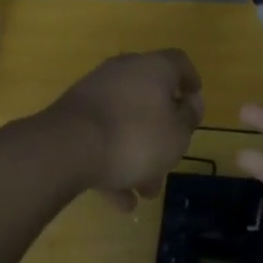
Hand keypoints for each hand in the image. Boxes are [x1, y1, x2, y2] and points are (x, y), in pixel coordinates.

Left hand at [45, 50, 204, 210]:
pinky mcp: (72, 117)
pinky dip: (112, 163)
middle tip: (172, 157)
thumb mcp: (177, 133)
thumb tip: (190, 103)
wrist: (67, 148)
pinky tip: (120, 199)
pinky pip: (100, 138)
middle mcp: (122, 72)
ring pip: (125, 122)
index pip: (179, 63)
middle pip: (149, 97)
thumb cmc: (135, 137)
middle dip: (162, 131)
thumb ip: (188, 118)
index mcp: (153, 67)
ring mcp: (94, 93)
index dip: (191, 82)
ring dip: (138, 154)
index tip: (195, 106)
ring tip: (146, 191)